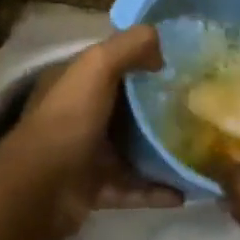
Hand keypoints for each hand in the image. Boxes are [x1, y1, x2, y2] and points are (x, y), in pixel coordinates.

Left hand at [0, 25, 182, 239]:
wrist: (40, 189)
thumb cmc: (69, 119)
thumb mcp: (97, 66)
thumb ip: (129, 46)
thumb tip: (160, 47)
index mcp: (76, 84)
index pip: (113, 66)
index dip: (144, 62)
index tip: (182, 65)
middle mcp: (81, 116)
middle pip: (128, 109)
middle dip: (160, 109)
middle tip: (199, 108)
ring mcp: (88, 155)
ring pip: (133, 150)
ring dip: (162, 152)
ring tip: (198, 151)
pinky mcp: (96, 189)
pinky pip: (134, 188)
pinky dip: (158, 190)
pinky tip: (186, 192)